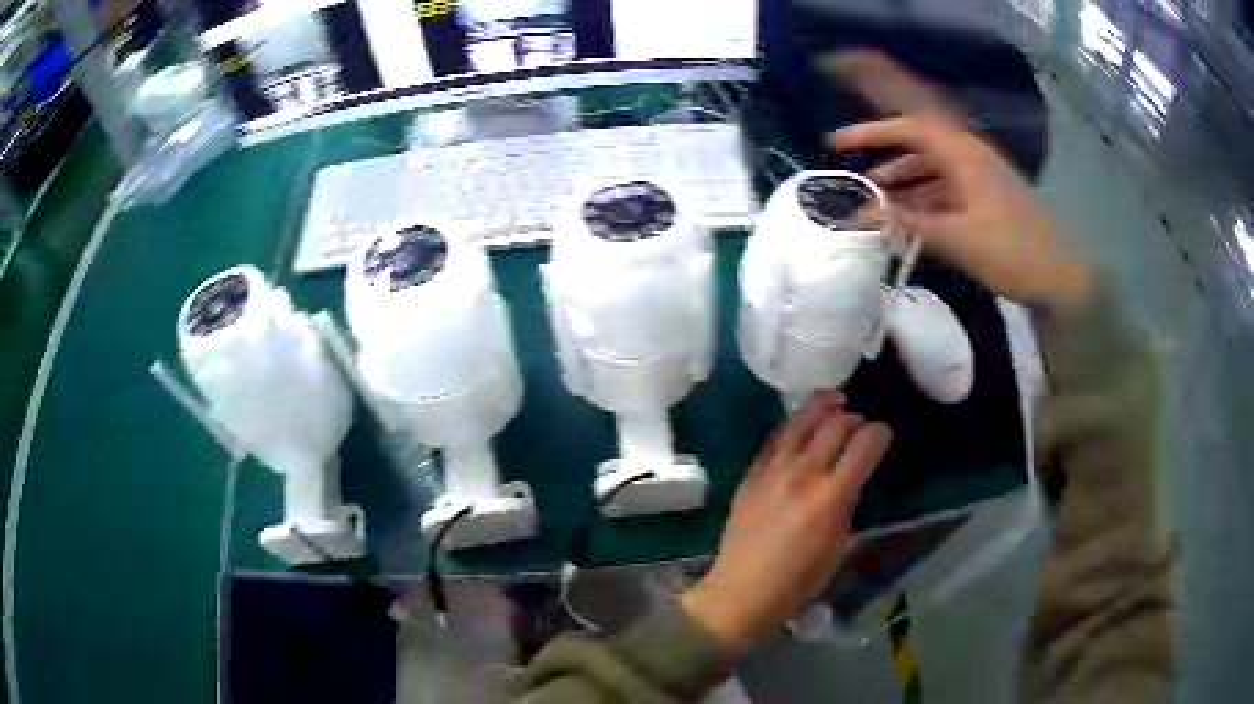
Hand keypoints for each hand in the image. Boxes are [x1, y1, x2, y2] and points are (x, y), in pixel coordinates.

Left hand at [680, 391, 891, 650]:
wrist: (741, 591)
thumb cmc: (797, 582)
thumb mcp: (838, 549)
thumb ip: (848, 508)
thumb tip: (851, 483)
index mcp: (831, 497)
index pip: (863, 447)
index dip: (879, 434)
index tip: (883, 433)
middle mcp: (803, 474)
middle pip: (834, 426)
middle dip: (853, 418)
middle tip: (860, 423)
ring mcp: (773, 471)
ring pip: (800, 422)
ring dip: (821, 406)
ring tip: (835, 400)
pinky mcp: (751, 475)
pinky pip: (774, 439)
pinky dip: (792, 426)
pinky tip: (799, 425)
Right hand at [828, 116, 1093, 310]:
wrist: (1061, 278)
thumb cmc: (1012, 251)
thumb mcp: (957, 239)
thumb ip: (908, 223)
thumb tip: (863, 214)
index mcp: (963, 154)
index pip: (909, 128)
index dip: (871, 132)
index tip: (838, 142)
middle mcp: (970, 157)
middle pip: (920, 145)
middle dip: (886, 157)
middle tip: (856, 176)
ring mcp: (981, 178)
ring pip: (934, 169)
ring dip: (906, 182)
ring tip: (879, 203)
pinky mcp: (988, 199)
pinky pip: (948, 189)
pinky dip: (926, 199)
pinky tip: (911, 219)